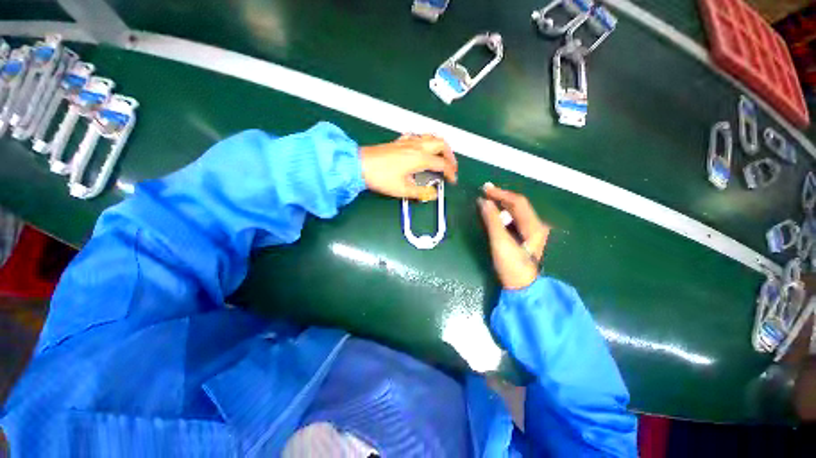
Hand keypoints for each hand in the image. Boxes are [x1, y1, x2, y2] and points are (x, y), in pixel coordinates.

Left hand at [360, 134, 456, 200]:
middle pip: (441, 144)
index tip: (452, 181)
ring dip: (440, 146)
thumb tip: (433, 194)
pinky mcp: (400, 141)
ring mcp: (408, 141)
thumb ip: (421, 192)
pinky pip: (418, 136)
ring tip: (441, 157)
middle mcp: (417, 146)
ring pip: (431, 137)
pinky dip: (426, 141)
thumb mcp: (403, 190)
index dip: (450, 173)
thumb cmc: (381, 178)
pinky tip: (423, 149)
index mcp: (420, 158)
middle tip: (451, 167)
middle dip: (450, 155)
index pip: (442, 164)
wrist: (360, 165)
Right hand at [479, 184, 549, 289]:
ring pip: (516, 213)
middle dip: (501, 197)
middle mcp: (536, 226)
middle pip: (518, 206)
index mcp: (533, 225)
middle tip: (484, 192)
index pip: (517, 202)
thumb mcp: (500, 242)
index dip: (501, 193)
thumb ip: (492, 220)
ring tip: (487, 201)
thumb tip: (483, 201)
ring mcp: (532, 233)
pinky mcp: (526, 239)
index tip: (485, 188)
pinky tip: (494, 215)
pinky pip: (514, 220)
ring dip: (501, 205)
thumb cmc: (512, 265)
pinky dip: (503, 215)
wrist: (522, 288)